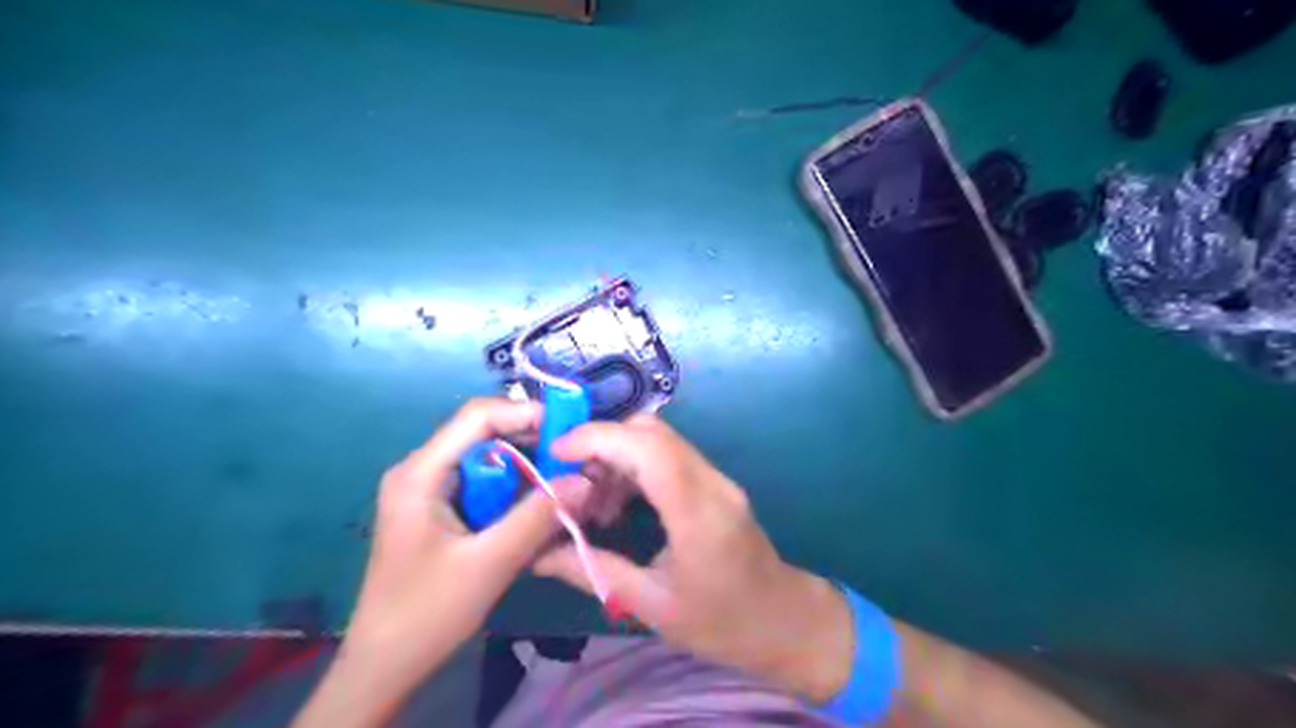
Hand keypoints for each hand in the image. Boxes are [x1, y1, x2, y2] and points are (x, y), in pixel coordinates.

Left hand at [296, 402, 583, 725]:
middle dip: (533, 443)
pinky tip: (541, 508)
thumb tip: (586, 479)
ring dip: (528, 469)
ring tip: (567, 483)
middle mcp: (423, 470)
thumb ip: (539, 516)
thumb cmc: (428, 612)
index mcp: (421, 472)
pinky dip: (515, 492)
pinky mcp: (440, 511)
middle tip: (577, 460)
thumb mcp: (490, 562)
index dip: (525, 413)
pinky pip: (485, 486)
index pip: (477, 416)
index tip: (570, 428)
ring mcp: (430, 491)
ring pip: (489, 461)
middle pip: (485, 435)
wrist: (383, 668)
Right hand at [533, 417, 858, 702]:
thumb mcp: (649, 606)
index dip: (599, 439)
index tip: (556, 453)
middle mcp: (710, 483)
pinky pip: (668, 456)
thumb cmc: (721, 623)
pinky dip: (634, 466)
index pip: (649, 450)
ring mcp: (716, 478)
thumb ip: (592, 571)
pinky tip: (618, 504)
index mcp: (698, 514)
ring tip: (592, 504)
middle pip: (652, 432)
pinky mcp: (714, 482)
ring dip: (616, 456)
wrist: (783, 621)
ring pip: (658, 439)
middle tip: (568, 483)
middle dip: (601, 444)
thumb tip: (536, 554)